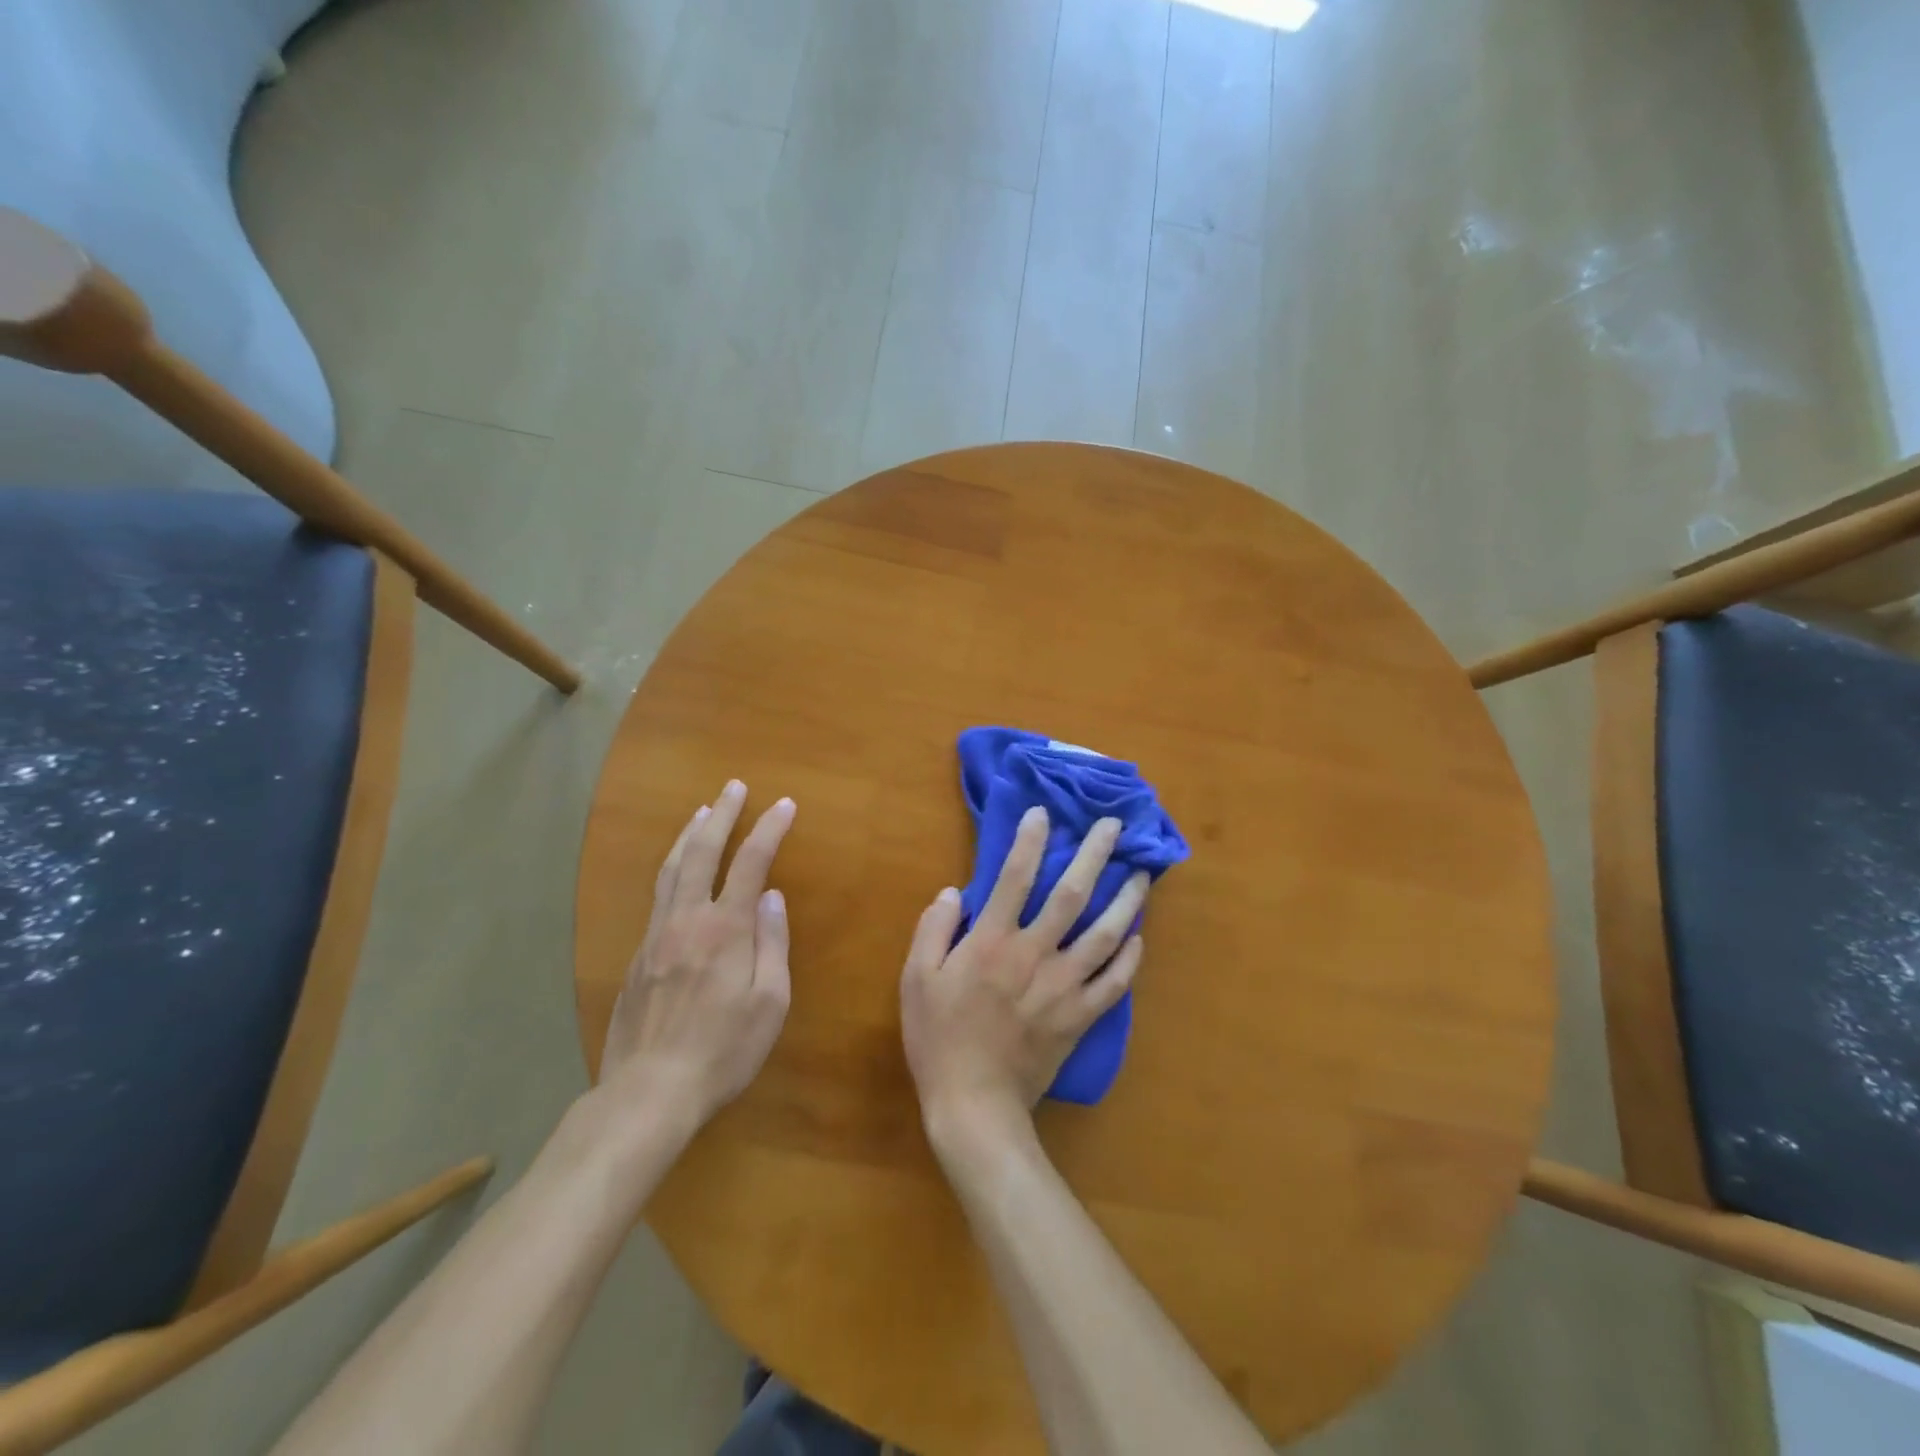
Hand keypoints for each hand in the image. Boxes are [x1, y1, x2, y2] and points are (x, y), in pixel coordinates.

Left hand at [600, 780, 795, 1128]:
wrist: (648, 1091)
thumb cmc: (723, 1050)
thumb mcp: (769, 1003)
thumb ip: (772, 944)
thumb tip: (772, 897)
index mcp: (725, 929)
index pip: (751, 863)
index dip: (769, 829)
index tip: (784, 804)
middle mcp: (687, 920)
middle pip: (703, 851)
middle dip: (722, 814)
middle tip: (734, 786)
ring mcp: (657, 935)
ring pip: (672, 868)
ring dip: (690, 833)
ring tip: (702, 809)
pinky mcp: (639, 954)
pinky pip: (658, 894)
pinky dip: (672, 866)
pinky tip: (677, 868)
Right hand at [901, 807, 1146, 1149]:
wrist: (974, 1104)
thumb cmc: (939, 1038)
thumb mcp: (916, 979)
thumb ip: (933, 930)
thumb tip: (953, 892)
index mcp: (991, 941)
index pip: (1014, 877)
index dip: (1029, 840)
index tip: (1043, 813)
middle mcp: (1034, 953)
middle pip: (1071, 895)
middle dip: (1094, 855)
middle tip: (1115, 826)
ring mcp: (1063, 986)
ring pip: (1105, 935)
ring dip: (1126, 901)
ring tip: (1143, 875)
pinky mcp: (1080, 1017)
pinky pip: (1114, 984)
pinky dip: (1130, 960)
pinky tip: (1138, 939)